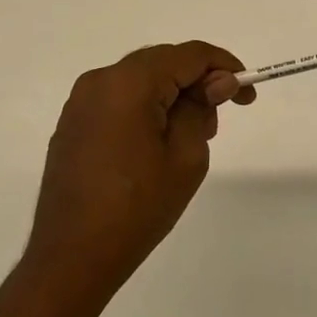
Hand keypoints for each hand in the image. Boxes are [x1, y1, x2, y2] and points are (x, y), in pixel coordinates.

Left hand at [23, 42, 254, 303]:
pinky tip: (158, 140)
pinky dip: (146, 106)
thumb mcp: (186, 158)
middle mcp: (101, 80)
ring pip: (141, 79)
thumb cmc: (136, 209)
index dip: (225, 67)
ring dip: (173, 93)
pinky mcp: (73, 123)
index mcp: (130, 82)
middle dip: (198, 80)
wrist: (70, 260)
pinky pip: (119, 98)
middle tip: (222, 113)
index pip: (190, 55)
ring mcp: (81, 101)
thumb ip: (202, 109)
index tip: (247, 94)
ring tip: (193, 133)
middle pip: (163, 62)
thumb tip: (215, 83)